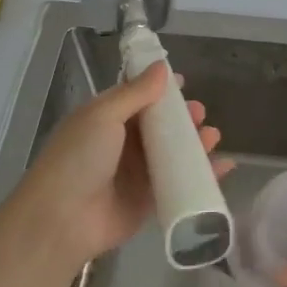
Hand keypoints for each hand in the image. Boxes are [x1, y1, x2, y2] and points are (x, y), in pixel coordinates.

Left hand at [5, 61, 230, 265]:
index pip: (138, 97)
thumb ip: (135, 92)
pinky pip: (181, 182)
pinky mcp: (150, 200)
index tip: (185, 83)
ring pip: (173, 153)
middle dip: (182, 117)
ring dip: (195, 143)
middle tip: (200, 114)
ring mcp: (137, 173)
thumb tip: (162, 67)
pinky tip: (224, 166)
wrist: (63, 219)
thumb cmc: (79, 158)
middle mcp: (122, 143)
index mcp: (106, 119)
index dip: (161, 89)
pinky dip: (203, 174)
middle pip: (160, 125)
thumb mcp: (103, 116)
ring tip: (212, 136)